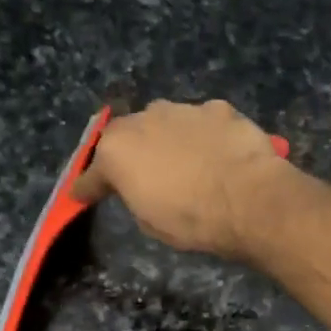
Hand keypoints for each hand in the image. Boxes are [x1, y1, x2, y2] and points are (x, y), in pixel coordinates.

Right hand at [70, 100, 288, 257]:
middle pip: (129, 135)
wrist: (249, 200)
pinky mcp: (219, 108)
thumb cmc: (191, 220)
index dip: (89, 187)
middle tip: (141, 173)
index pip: (93, 173)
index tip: (81, 195)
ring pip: (166, 122)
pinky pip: (203, 122)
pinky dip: (204, 135)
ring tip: (185, 162)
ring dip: (169, 139)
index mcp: (117, 151)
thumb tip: (143, 186)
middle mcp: (144, 119)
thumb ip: (137, 195)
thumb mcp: (150, 221)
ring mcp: (183, 109)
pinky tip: (217, 153)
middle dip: (131, 152)